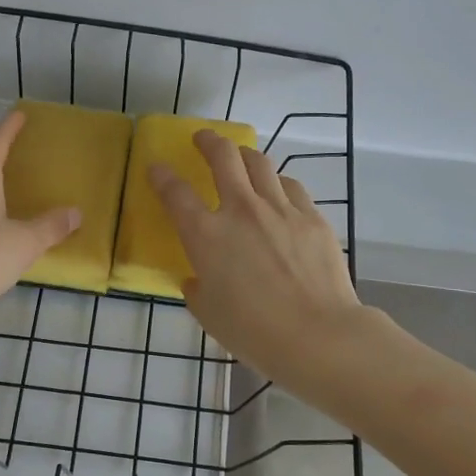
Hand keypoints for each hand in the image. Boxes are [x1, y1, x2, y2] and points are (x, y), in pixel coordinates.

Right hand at [149, 131, 361, 385]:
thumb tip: (198, 278)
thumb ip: (198, 289)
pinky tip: (278, 192)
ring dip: (244, 155)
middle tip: (203, 140)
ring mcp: (280, 209)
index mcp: (207, 235)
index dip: (162, 176)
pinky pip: (290, 187)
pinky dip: (277, 183)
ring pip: (260, 163)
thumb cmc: (254, 332)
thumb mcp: (209, 314)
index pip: (175, 193)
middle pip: (222, 157)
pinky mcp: (312, 217)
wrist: (318, 335)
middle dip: (208, 141)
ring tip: (241, 158)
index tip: (156, 168)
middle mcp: (241, 211)